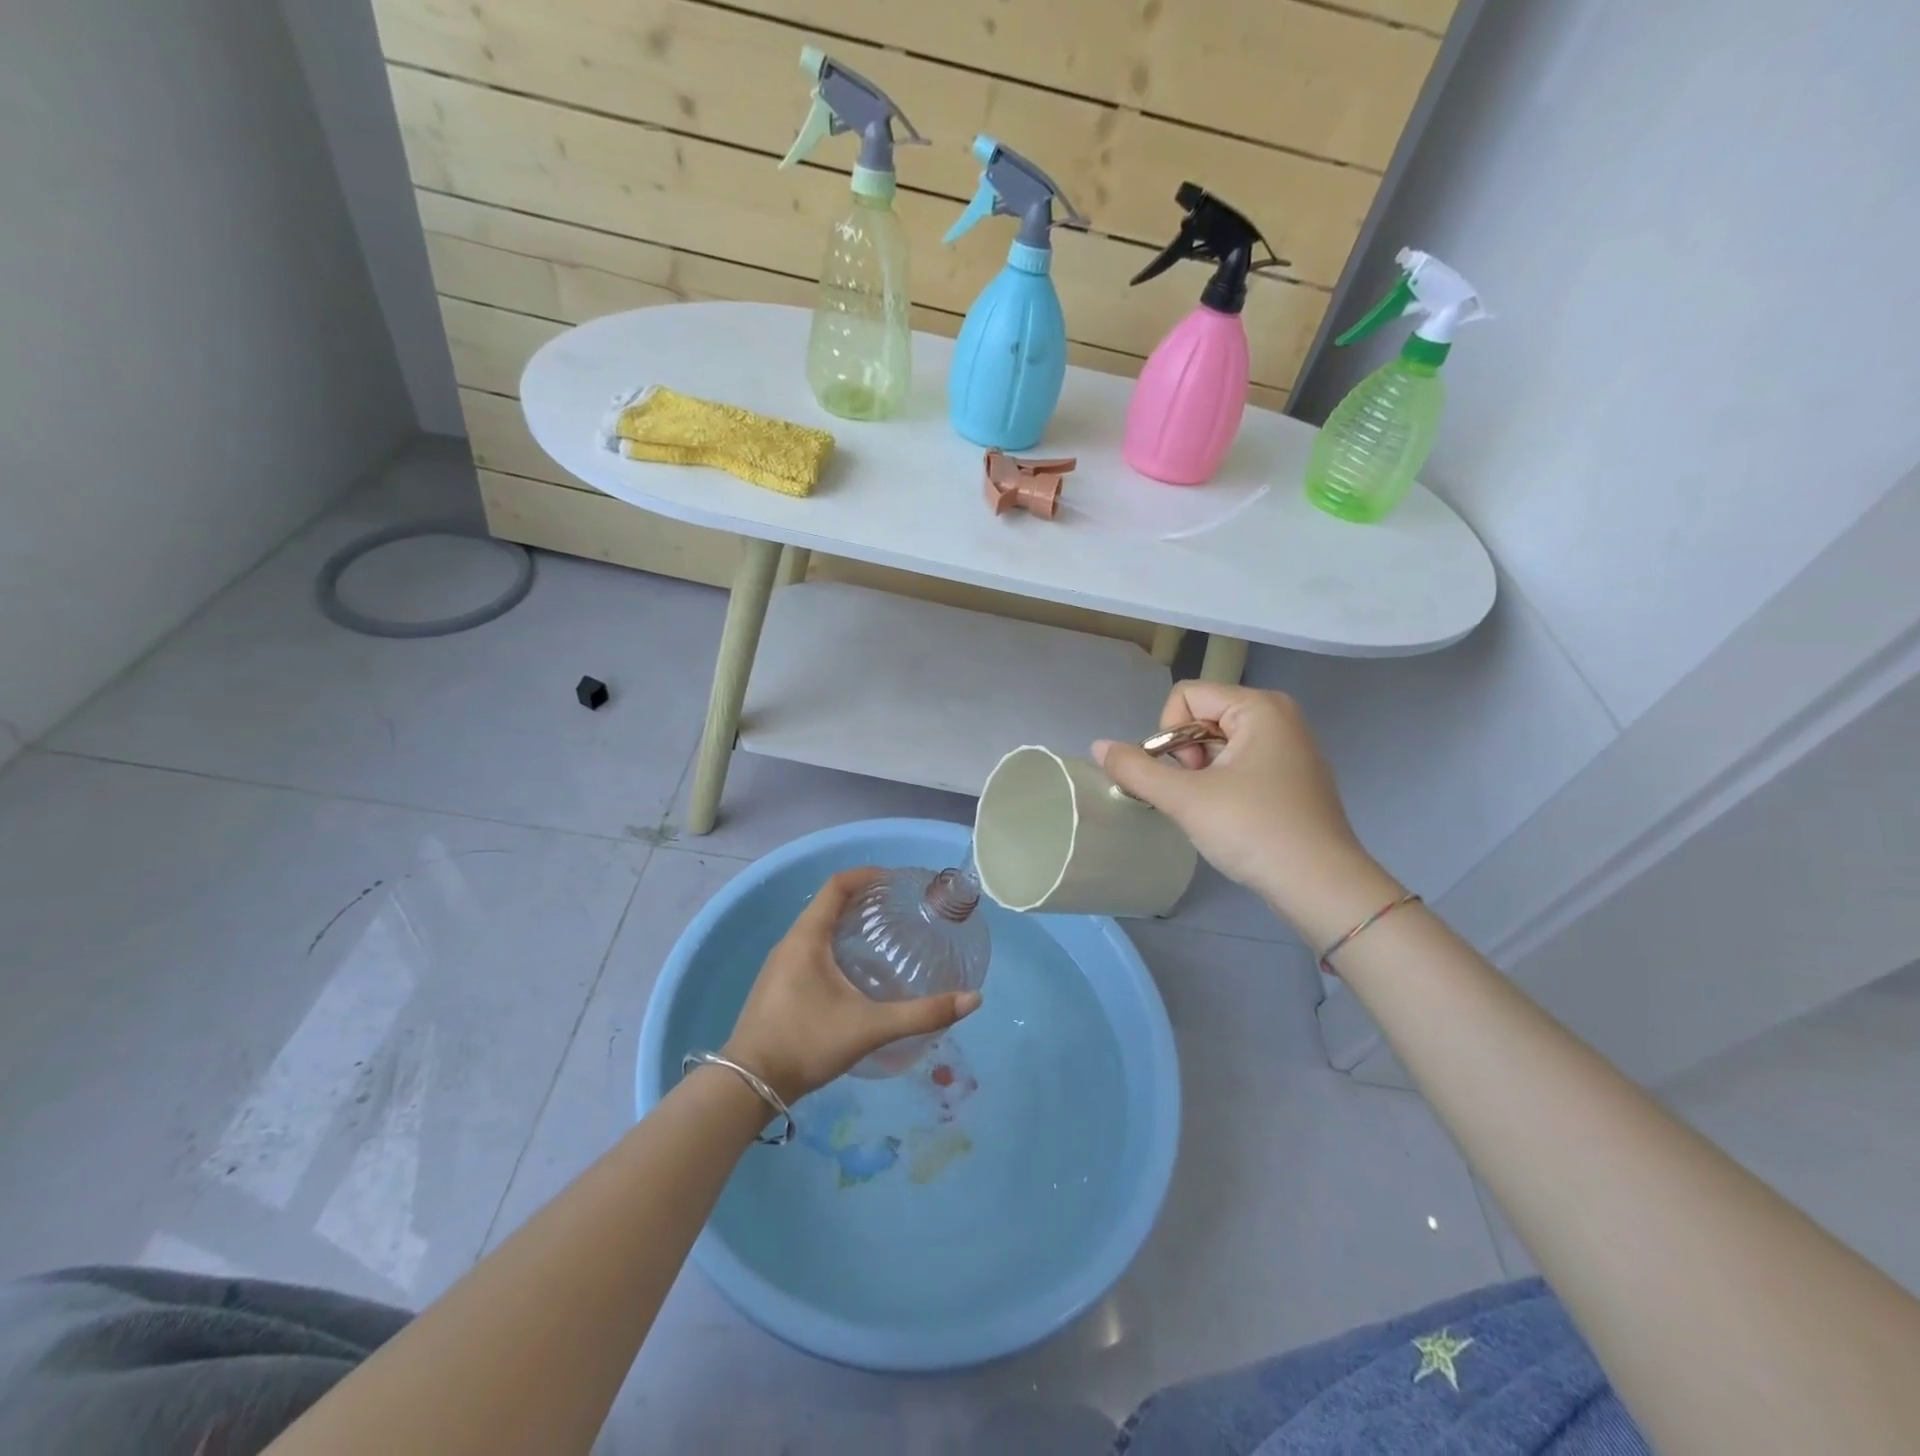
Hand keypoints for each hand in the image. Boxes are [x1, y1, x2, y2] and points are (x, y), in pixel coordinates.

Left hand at [723, 868, 981, 1103]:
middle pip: (827, 904)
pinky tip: (854, 971)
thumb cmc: (807, 1043)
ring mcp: (779, 965)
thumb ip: (921, 1014)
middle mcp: (790, 943)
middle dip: (861, 898)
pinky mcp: (777, 986)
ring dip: (846, 921)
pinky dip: (834, 943)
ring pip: (816, 928)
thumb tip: (973, 999)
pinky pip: (809, 948)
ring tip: (881, 935)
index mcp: (807, 938)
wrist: (748, 1085)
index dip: (866, 875)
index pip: (836, 886)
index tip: (895, 879)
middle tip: (897, 908)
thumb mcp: (870, 1027)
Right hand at [1094, 683, 1400, 945]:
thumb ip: (1136, 769)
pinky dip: (1223, 782)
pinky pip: (1240, 761)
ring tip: (1211, 809)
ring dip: (1201, 772)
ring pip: (1218, 742)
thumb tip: (1098, 746)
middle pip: (1202, 716)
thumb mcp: (1186, 799)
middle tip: (1196, 795)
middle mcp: (1278, 715)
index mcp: (1259, 707)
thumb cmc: (1254, 830)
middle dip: (1185, 755)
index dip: (1167, 734)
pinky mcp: (1293, 774)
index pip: (1186, 696)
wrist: (1322, 886)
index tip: (1182, 776)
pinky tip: (1230, 815)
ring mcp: (1290, 745)